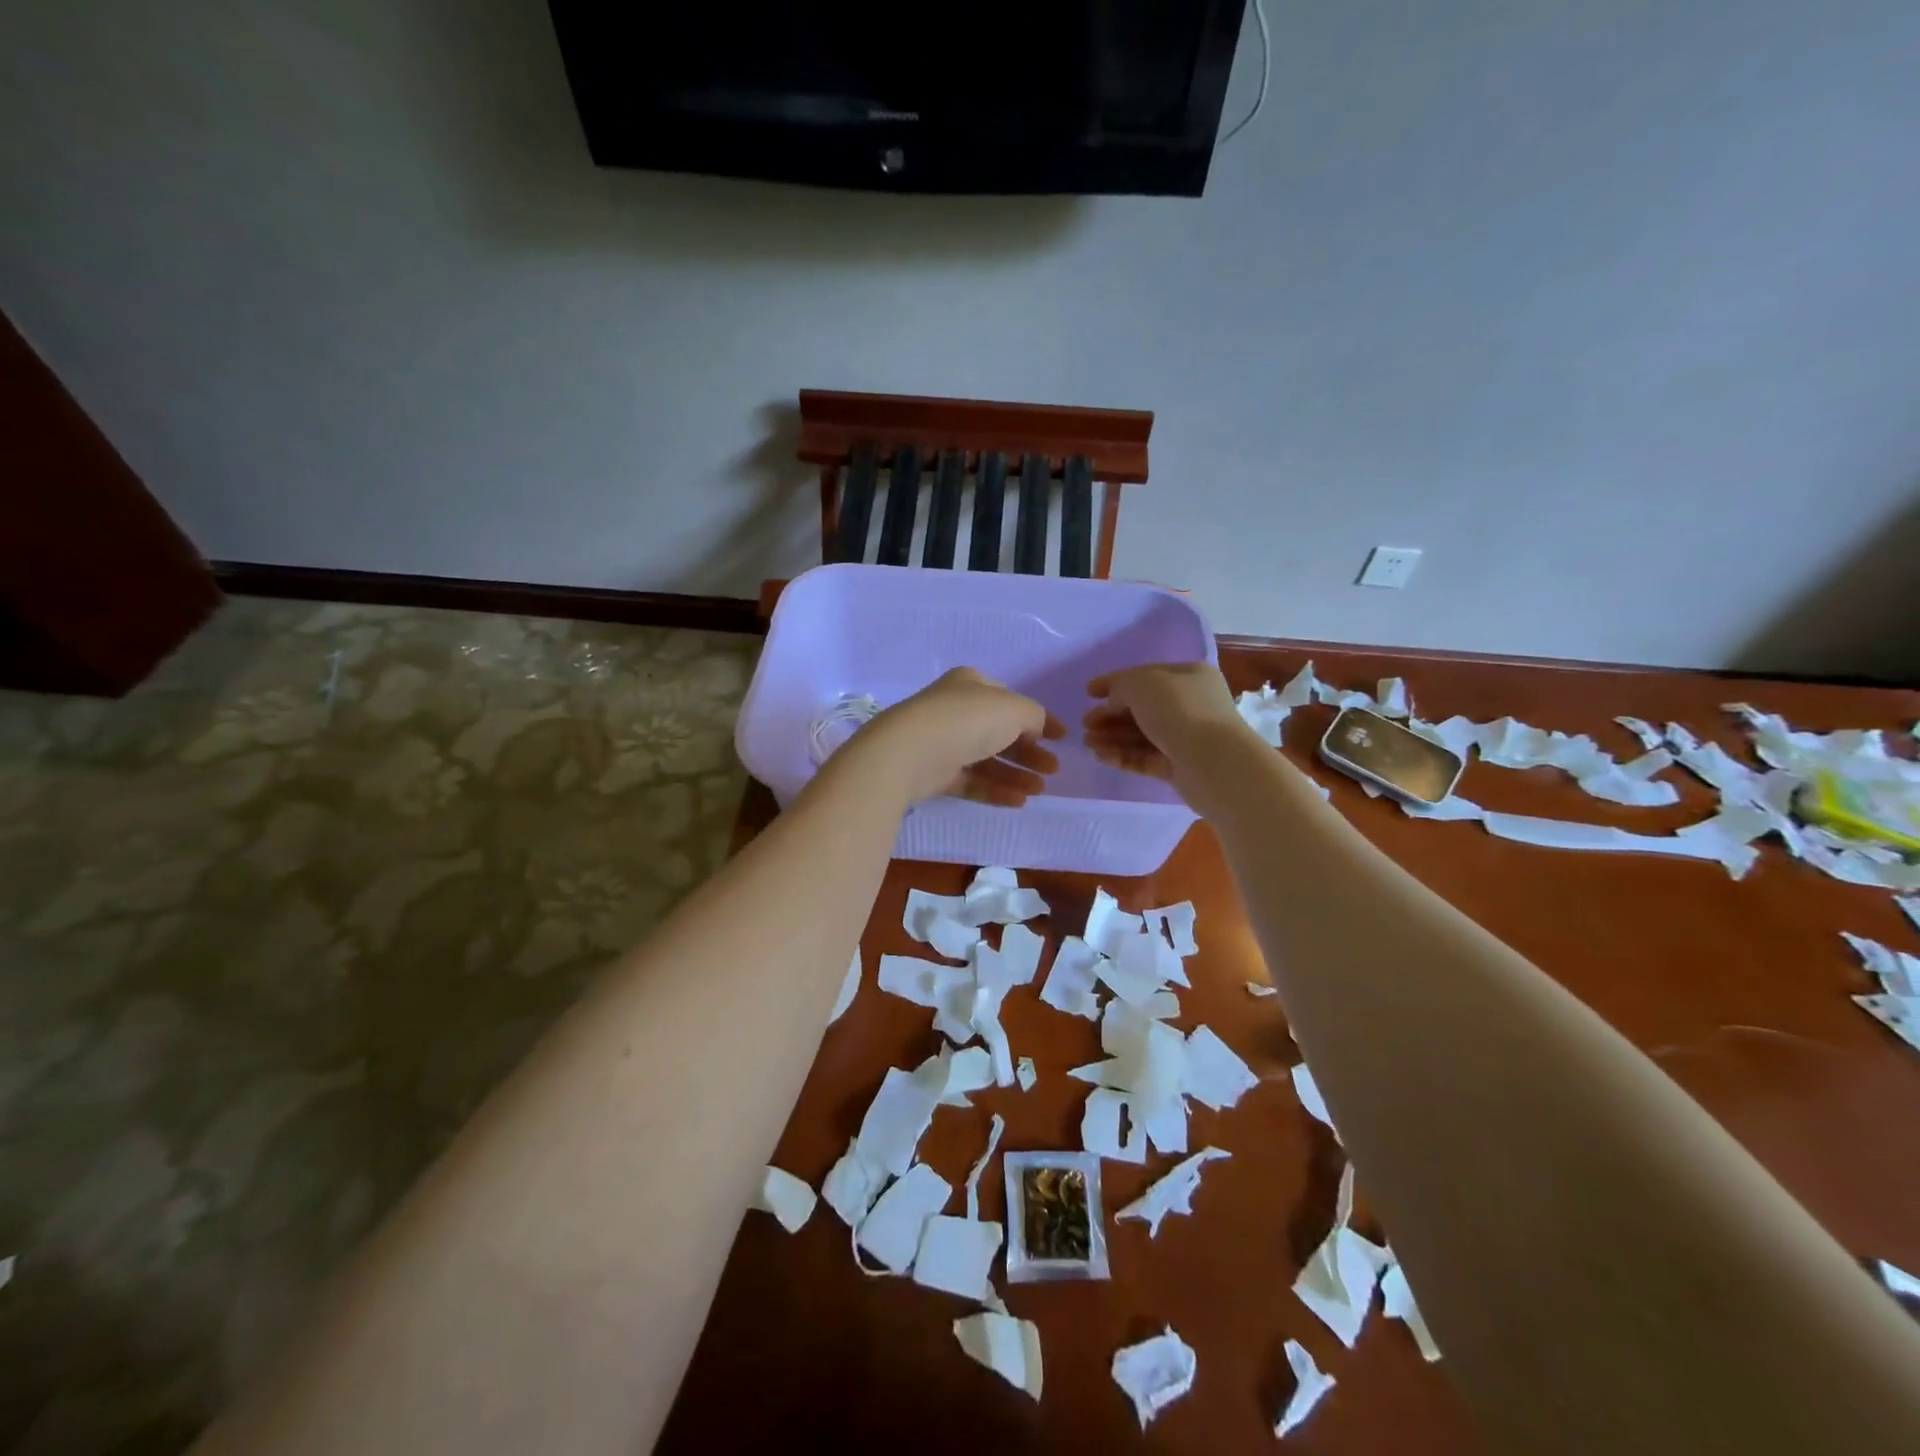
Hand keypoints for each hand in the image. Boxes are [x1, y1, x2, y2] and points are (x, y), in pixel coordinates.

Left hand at [843, 668, 1063, 806]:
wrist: (909, 752)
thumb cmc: (967, 720)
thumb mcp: (1013, 709)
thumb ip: (1034, 716)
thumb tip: (1037, 728)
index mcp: (972, 684)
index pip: (1011, 701)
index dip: (1039, 719)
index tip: (1062, 738)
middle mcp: (957, 710)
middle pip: (1001, 732)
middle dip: (1029, 751)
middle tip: (1053, 769)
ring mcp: (944, 742)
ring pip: (987, 759)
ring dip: (1016, 774)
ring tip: (1040, 790)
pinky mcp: (935, 773)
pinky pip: (972, 781)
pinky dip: (996, 789)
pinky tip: (1019, 801)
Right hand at [1083, 663, 1246, 782]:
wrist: (1213, 762)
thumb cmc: (1179, 711)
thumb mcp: (1142, 683)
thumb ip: (1120, 685)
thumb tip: (1113, 702)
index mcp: (1188, 676)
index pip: (1145, 675)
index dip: (1114, 682)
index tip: (1088, 693)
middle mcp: (1190, 704)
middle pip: (1141, 707)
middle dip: (1110, 715)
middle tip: (1085, 724)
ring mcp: (1186, 737)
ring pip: (1141, 734)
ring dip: (1112, 736)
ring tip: (1088, 743)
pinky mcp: (1179, 766)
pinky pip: (1145, 757)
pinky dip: (1123, 755)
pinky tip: (1101, 756)